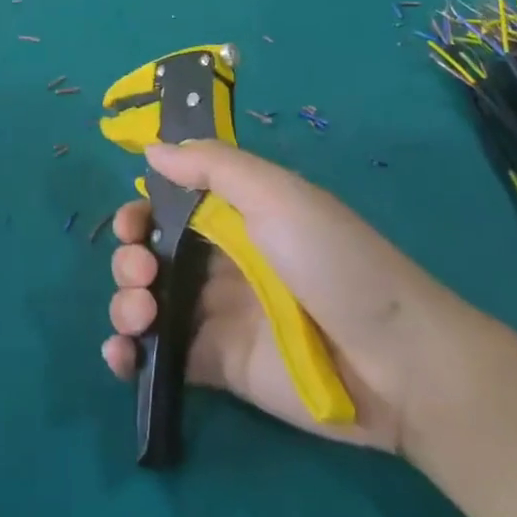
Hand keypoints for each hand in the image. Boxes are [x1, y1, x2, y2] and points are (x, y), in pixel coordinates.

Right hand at [102, 140, 471, 456]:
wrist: (395, 361)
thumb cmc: (332, 260)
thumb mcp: (278, 195)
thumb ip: (213, 166)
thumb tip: (151, 150)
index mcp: (234, 216)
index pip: (169, 206)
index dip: (140, 212)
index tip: (132, 224)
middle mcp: (219, 262)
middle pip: (151, 254)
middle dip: (129, 258)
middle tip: (142, 271)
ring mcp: (216, 316)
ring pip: (147, 303)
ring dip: (124, 303)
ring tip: (141, 315)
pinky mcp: (216, 367)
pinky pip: (160, 357)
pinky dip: (128, 354)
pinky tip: (122, 353)